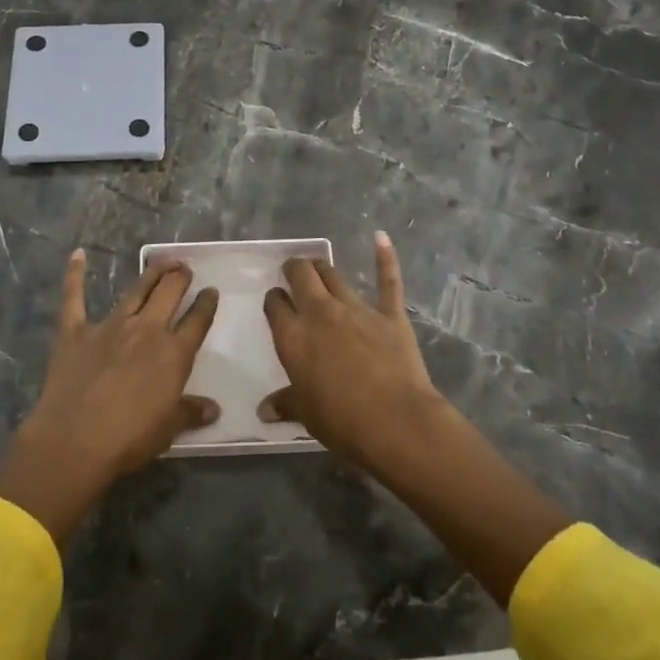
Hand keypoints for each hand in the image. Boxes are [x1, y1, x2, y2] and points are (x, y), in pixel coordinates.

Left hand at [0, 251, 219, 542]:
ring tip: (161, 261)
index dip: (206, 304)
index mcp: (173, 353)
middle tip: (184, 268)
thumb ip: (190, 413)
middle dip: (179, 277)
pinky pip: (74, 298)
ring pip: (135, 291)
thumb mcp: (168, 429)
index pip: (197, 321)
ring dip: (150, 274)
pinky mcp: (75, 331)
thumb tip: (213, 409)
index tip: (211, 291)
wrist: (75, 440)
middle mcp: (146, 330)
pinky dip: (75, 275)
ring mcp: (109, 326)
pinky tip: (78, 254)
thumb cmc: (129, 438)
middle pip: (169, 294)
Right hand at [260, 232, 450, 471]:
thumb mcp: (307, 414)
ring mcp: (356, 310)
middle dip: (294, 270)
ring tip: (318, 266)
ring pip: (334, 276)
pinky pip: (387, 281)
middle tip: (293, 272)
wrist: (396, 422)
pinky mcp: (389, 315)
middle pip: (301, 278)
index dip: (274, 301)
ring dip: (322, 268)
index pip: (276, 306)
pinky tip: (381, 237)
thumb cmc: (342, 421)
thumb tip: (263, 411)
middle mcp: (320, 314)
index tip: (276, 302)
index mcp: (293, 337)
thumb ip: (285, 404)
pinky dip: (385, 257)